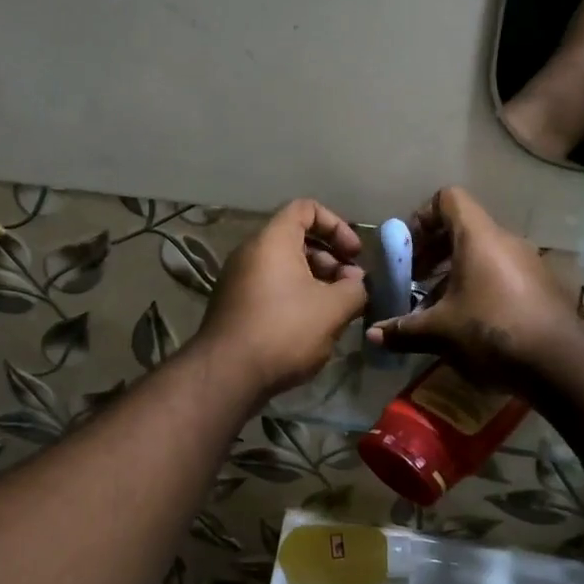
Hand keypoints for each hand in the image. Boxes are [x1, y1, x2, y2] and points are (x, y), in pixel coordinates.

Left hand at [198, 199, 368, 397]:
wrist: (227, 374)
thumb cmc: (284, 330)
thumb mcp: (333, 308)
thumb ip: (355, 288)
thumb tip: (357, 282)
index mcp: (273, 240)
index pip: (306, 208)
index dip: (336, 225)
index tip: (355, 254)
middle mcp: (251, 251)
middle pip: (296, 238)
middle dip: (330, 258)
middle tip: (351, 286)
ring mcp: (238, 279)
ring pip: (284, 266)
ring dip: (316, 280)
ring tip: (336, 310)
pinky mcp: (234, 304)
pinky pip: (271, 286)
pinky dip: (295, 295)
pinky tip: (312, 326)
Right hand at [365, 187, 577, 387]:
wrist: (561, 363)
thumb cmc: (492, 330)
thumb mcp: (440, 332)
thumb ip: (404, 330)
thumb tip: (373, 335)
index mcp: (479, 237)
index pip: (449, 199)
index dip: (423, 216)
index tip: (408, 249)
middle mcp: (505, 241)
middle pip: (463, 228)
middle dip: (434, 252)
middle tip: (415, 280)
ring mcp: (528, 263)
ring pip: (482, 255)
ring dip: (455, 274)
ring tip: (437, 307)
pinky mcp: (542, 287)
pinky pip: (502, 274)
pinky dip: (480, 287)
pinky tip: (469, 323)